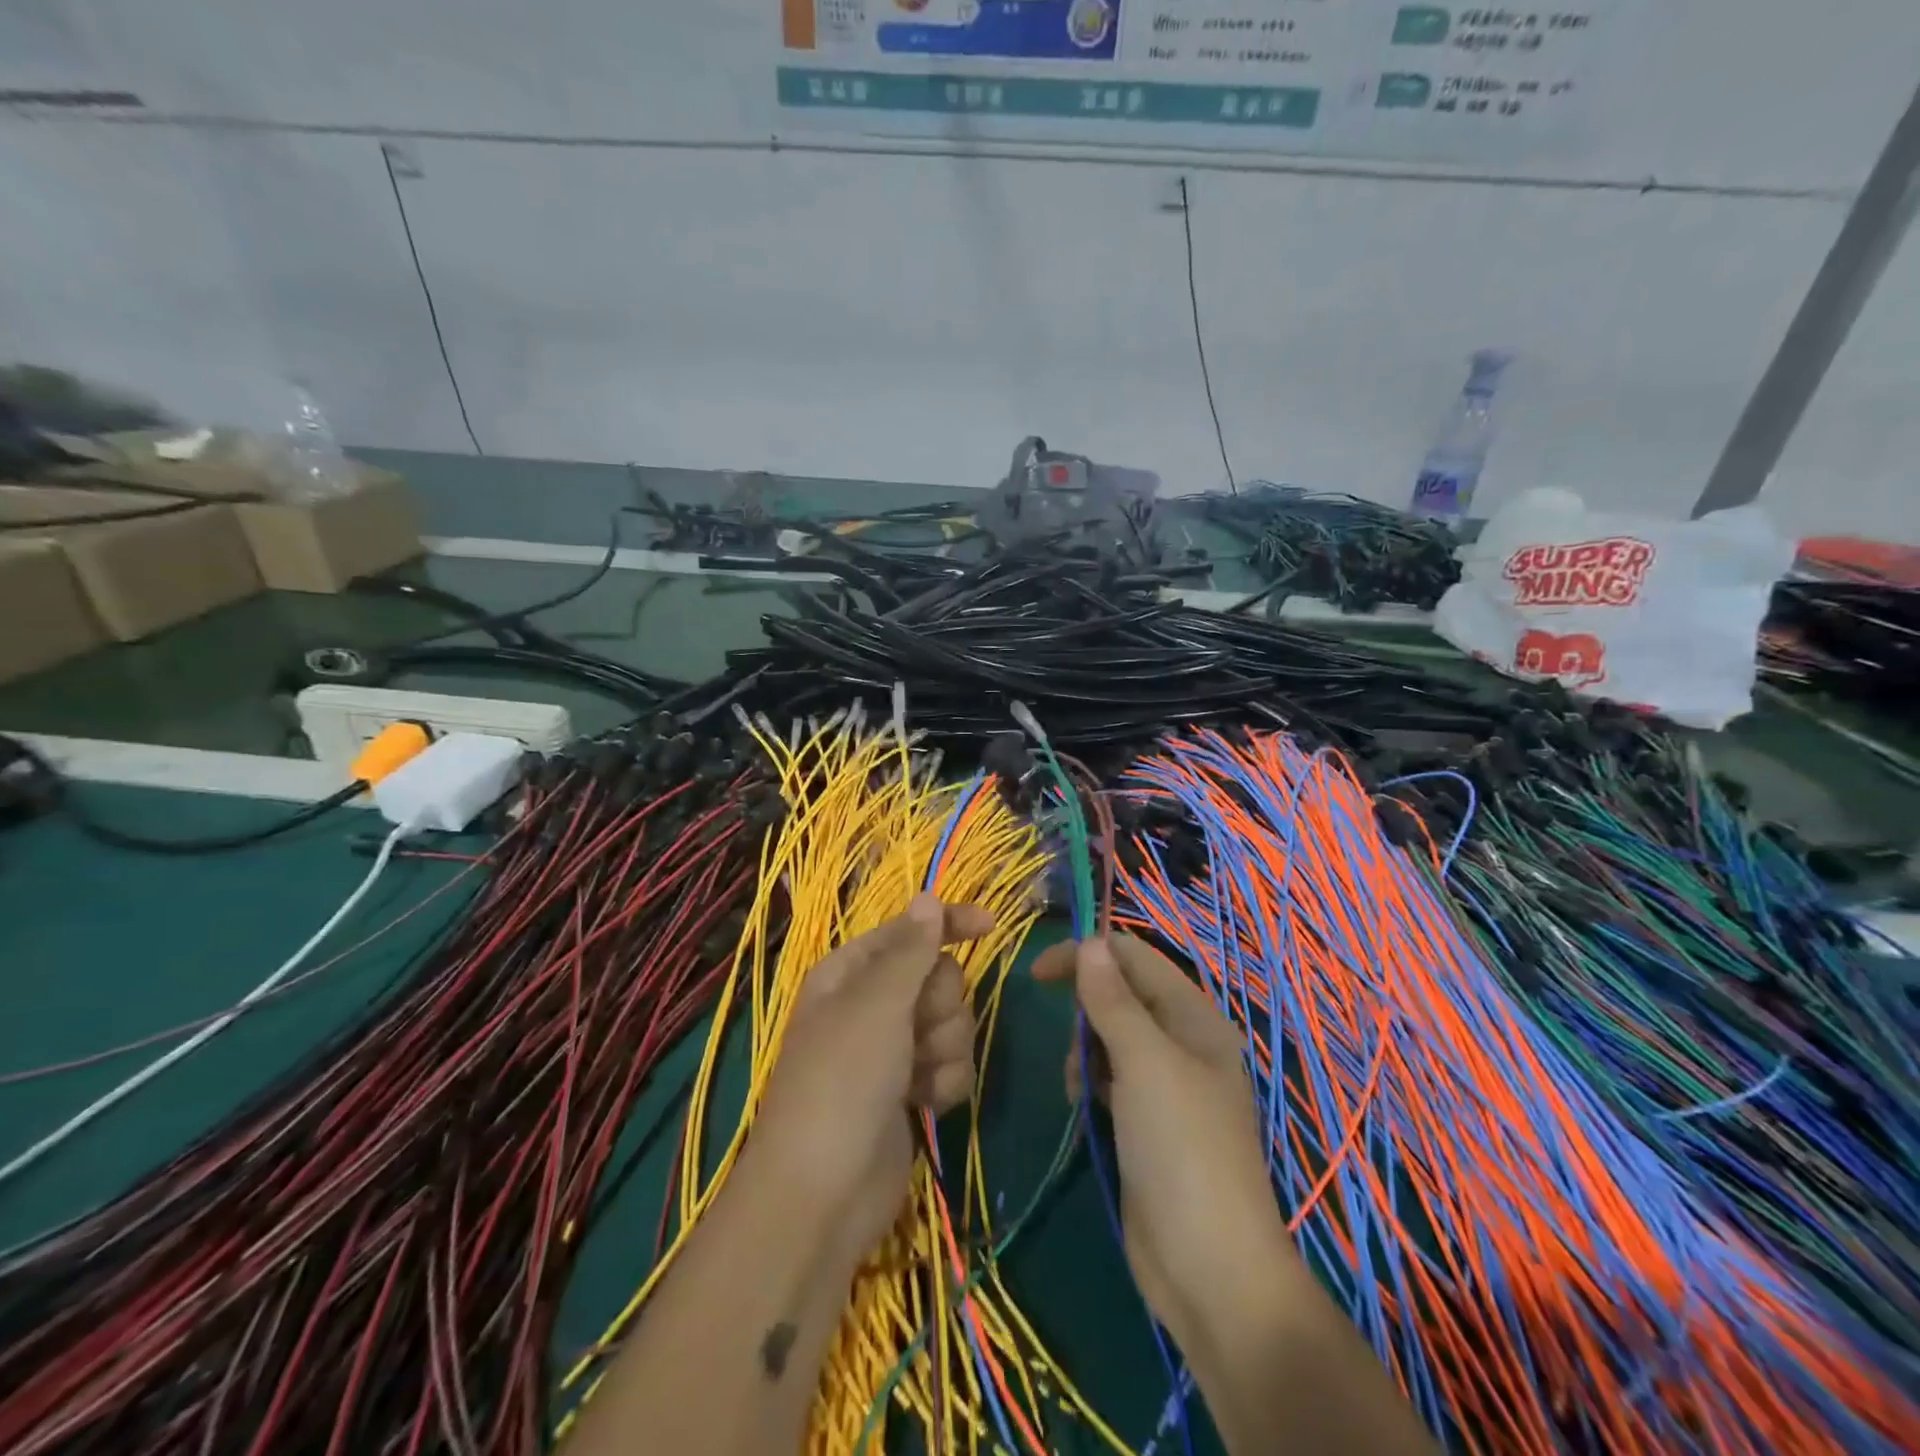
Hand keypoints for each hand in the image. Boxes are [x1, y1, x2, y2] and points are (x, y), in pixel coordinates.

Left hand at [751, 895, 995, 1262]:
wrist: (823, 1195)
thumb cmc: (843, 1081)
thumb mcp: (877, 1005)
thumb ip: (911, 950)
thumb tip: (927, 896)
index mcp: (850, 972)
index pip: (909, 930)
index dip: (948, 924)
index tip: (991, 926)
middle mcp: (871, 1005)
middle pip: (938, 978)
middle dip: (941, 1006)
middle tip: (918, 1033)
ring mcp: (892, 1050)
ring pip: (951, 1023)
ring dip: (945, 1049)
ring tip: (918, 1078)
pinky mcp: (910, 1090)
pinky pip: (950, 1065)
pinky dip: (945, 1083)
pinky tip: (926, 1106)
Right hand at [1033, 934, 1293, 1357]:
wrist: (1211, 1270)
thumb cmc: (1181, 1149)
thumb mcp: (1144, 1063)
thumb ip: (1113, 1000)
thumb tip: (1090, 943)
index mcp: (1194, 1017)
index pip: (1135, 958)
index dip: (1088, 955)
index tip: (1037, 973)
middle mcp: (1183, 1042)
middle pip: (1121, 995)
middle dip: (1087, 1011)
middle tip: (1075, 1049)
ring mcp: (1166, 1085)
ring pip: (1110, 1037)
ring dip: (1085, 1051)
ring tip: (1080, 1087)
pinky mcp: (1148, 1121)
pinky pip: (1110, 1077)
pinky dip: (1091, 1081)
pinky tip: (1084, 1106)